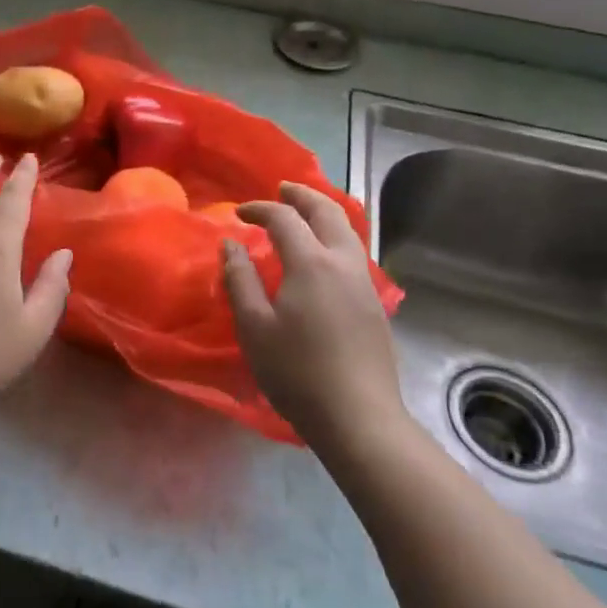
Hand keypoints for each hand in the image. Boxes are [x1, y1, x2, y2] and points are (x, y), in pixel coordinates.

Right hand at [221, 182, 407, 449]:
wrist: (359, 418)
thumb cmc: (297, 371)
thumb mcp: (254, 326)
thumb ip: (240, 280)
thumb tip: (231, 245)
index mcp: (312, 263)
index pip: (285, 219)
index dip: (260, 209)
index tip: (239, 214)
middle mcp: (344, 263)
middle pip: (328, 212)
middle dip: (303, 196)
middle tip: (283, 189)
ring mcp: (365, 284)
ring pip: (348, 232)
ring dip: (324, 214)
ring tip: (305, 214)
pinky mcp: (375, 305)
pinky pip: (355, 253)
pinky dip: (336, 237)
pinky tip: (323, 255)